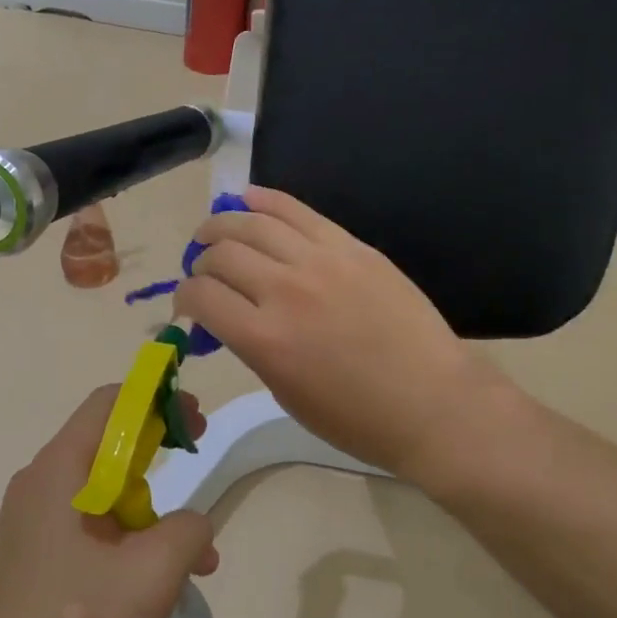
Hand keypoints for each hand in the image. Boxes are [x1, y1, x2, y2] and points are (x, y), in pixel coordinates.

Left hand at [0, 387, 219, 617]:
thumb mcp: (153, 573)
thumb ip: (189, 530)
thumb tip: (194, 525)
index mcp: (59, 469)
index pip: (110, 403)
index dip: (158, 401)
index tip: (195, 424)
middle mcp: (37, 484)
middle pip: (105, 443)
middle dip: (158, 454)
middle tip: (195, 470)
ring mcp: (28, 523)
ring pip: (99, 490)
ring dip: (148, 509)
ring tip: (191, 558)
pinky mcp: (28, 558)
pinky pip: (84, 525)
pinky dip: (123, 536)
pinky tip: (150, 582)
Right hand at [174, 186, 511, 484]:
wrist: (433, 403)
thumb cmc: (356, 418)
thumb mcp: (285, 392)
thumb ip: (251, 346)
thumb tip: (227, 315)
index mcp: (265, 340)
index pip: (201, 295)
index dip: (183, 297)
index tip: (189, 305)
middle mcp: (285, 291)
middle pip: (221, 254)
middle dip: (200, 262)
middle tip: (204, 272)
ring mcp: (321, 261)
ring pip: (252, 222)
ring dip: (222, 225)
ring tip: (214, 233)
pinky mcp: (351, 246)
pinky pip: (296, 210)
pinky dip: (264, 200)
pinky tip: (246, 199)